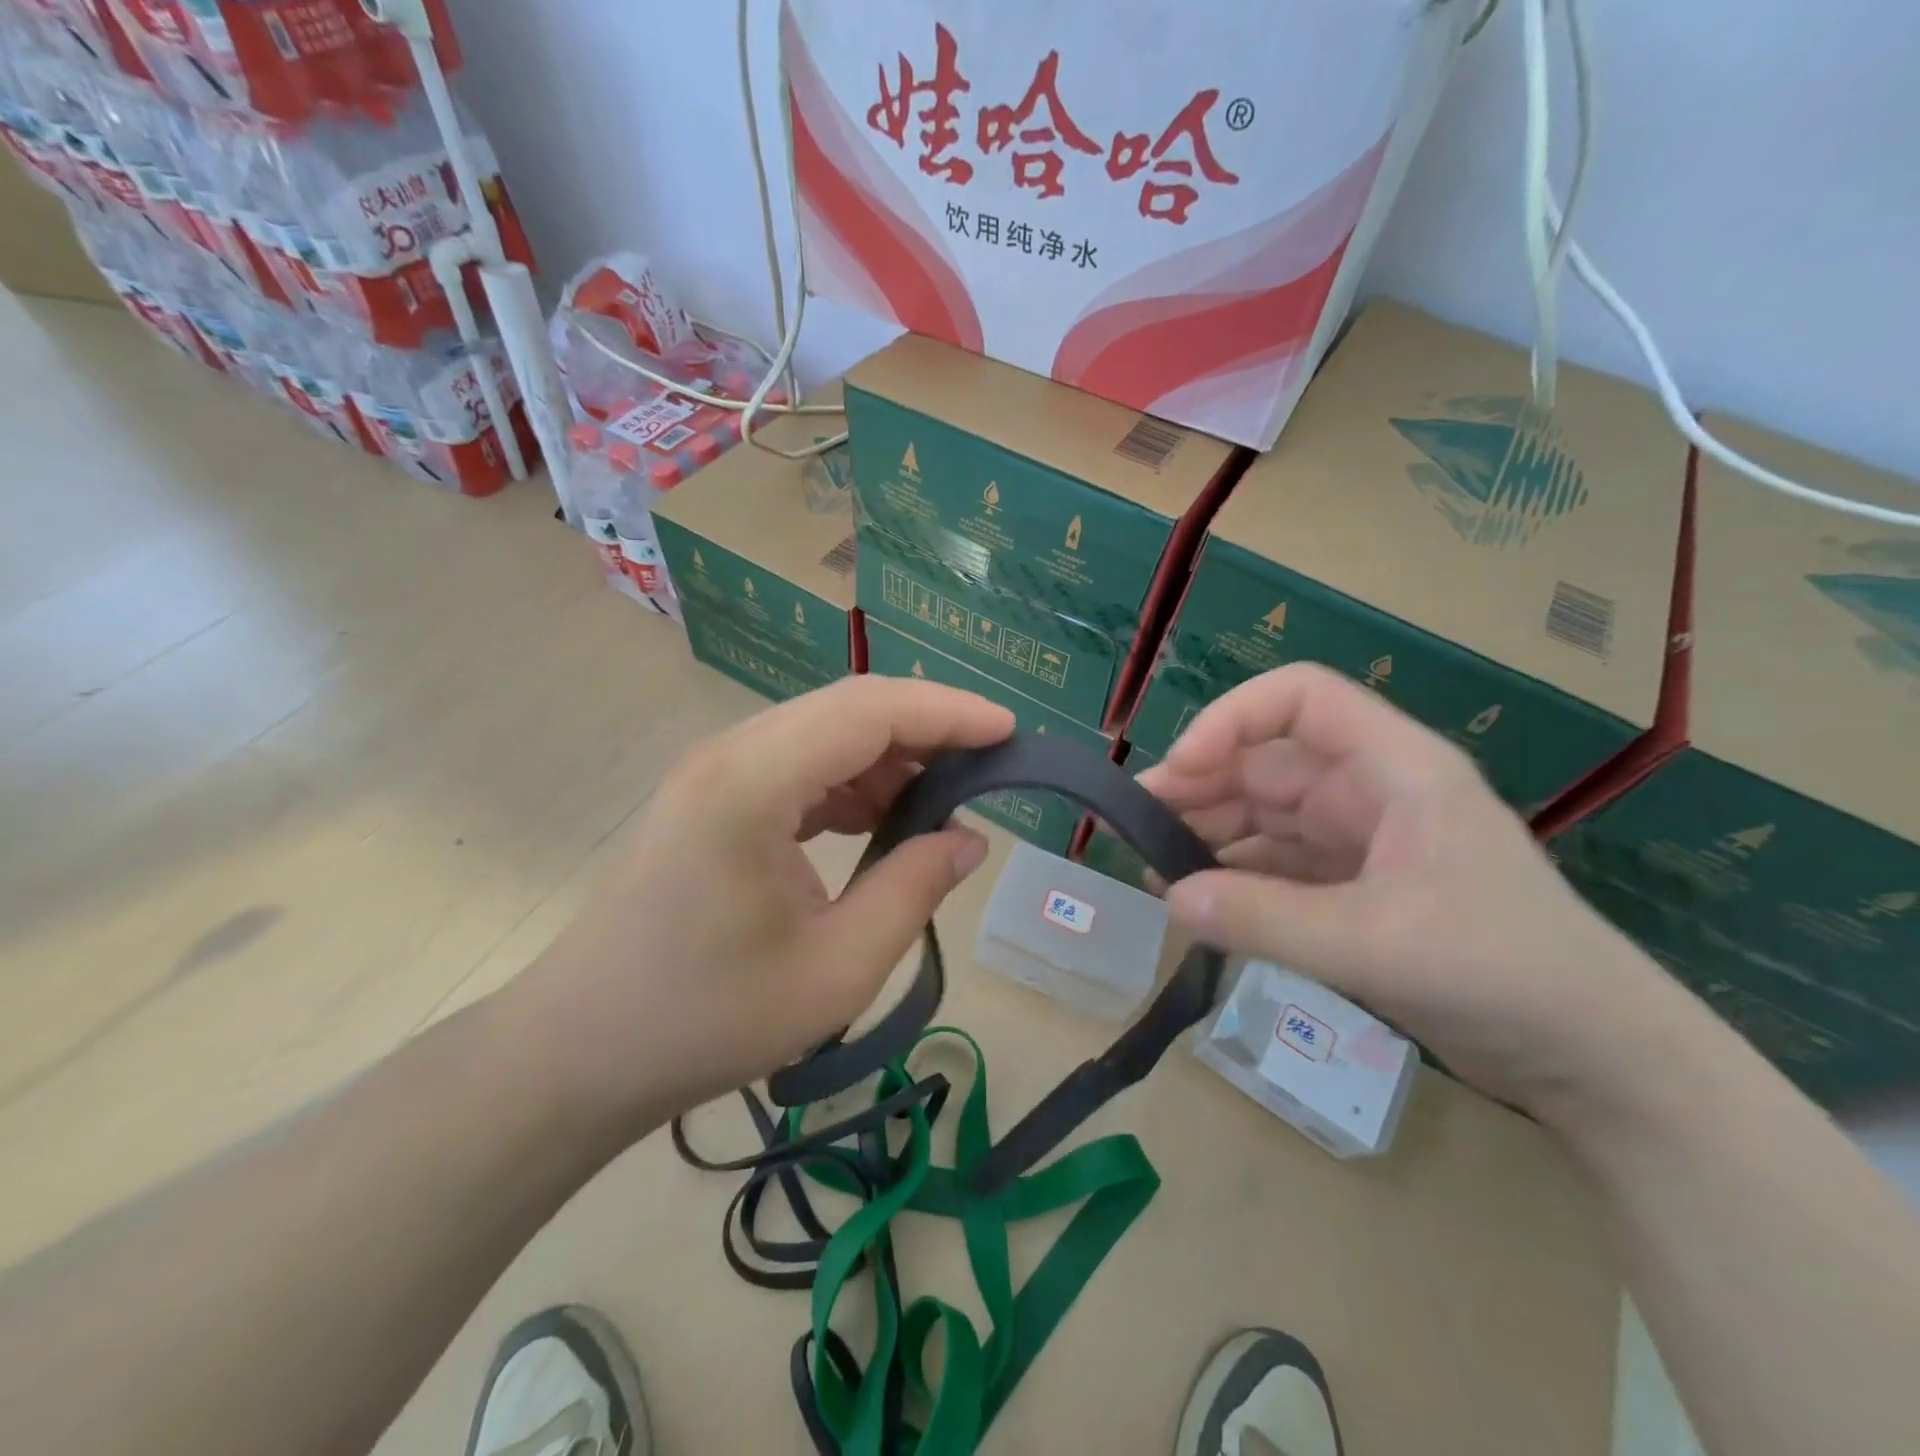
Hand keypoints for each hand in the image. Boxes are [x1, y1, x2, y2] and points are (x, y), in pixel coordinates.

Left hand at [503, 677, 1013, 1135]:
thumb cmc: (707, 1021)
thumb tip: (969, 839)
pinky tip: (880, 819)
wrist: (579, 1052)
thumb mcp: (836, 969)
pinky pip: (798, 764)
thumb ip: (913, 890)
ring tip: (942, 799)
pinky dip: (851, 780)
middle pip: (847, 709)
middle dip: (926, 728)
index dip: (948, 711)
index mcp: (752, 782)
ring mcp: (714, 772)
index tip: (1011, 733)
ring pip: (823, 732)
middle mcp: (729, 754)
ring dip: (889, 755)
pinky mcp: (711, 797)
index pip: (869, 711)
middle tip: (988, 767)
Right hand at [1142, 663, 1673, 1114]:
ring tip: (1155, 872)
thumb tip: (1170, 898)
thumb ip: (1264, 919)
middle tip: (1137, 826)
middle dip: (1199, 785)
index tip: (1179, 771)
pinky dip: (1234, 878)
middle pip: (1267, 760)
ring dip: (1209, 835)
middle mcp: (1372, 791)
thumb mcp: (1374, 942)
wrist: (1598, 1062)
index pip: (1298, 699)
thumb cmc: (1504, 972)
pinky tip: (1196, 902)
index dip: (1229, 721)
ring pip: (1266, 815)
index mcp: (1394, 768)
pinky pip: (1278, 866)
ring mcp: (1362, 841)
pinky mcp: (1356, 889)